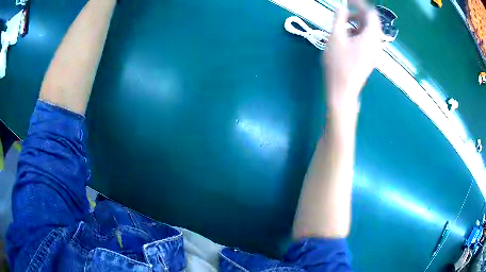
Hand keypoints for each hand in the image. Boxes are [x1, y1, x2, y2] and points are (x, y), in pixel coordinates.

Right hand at [325, 0, 381, 113]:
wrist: (343, 90)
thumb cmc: (339, 64)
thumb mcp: (336, 37)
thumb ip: (339, 18)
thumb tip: (341, 7)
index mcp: (371, 36)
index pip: (371, 13)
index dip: (360, 4)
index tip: (348, 1)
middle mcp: (376, 43)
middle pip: (371, 22)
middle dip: (357, 14)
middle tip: (343, 13)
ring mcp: (374, 51)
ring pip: (369, 31)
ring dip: (357, 23)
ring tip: (342, 25)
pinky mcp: (370, 57)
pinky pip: (367, 39)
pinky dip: (358, 33)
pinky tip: (347, 37)